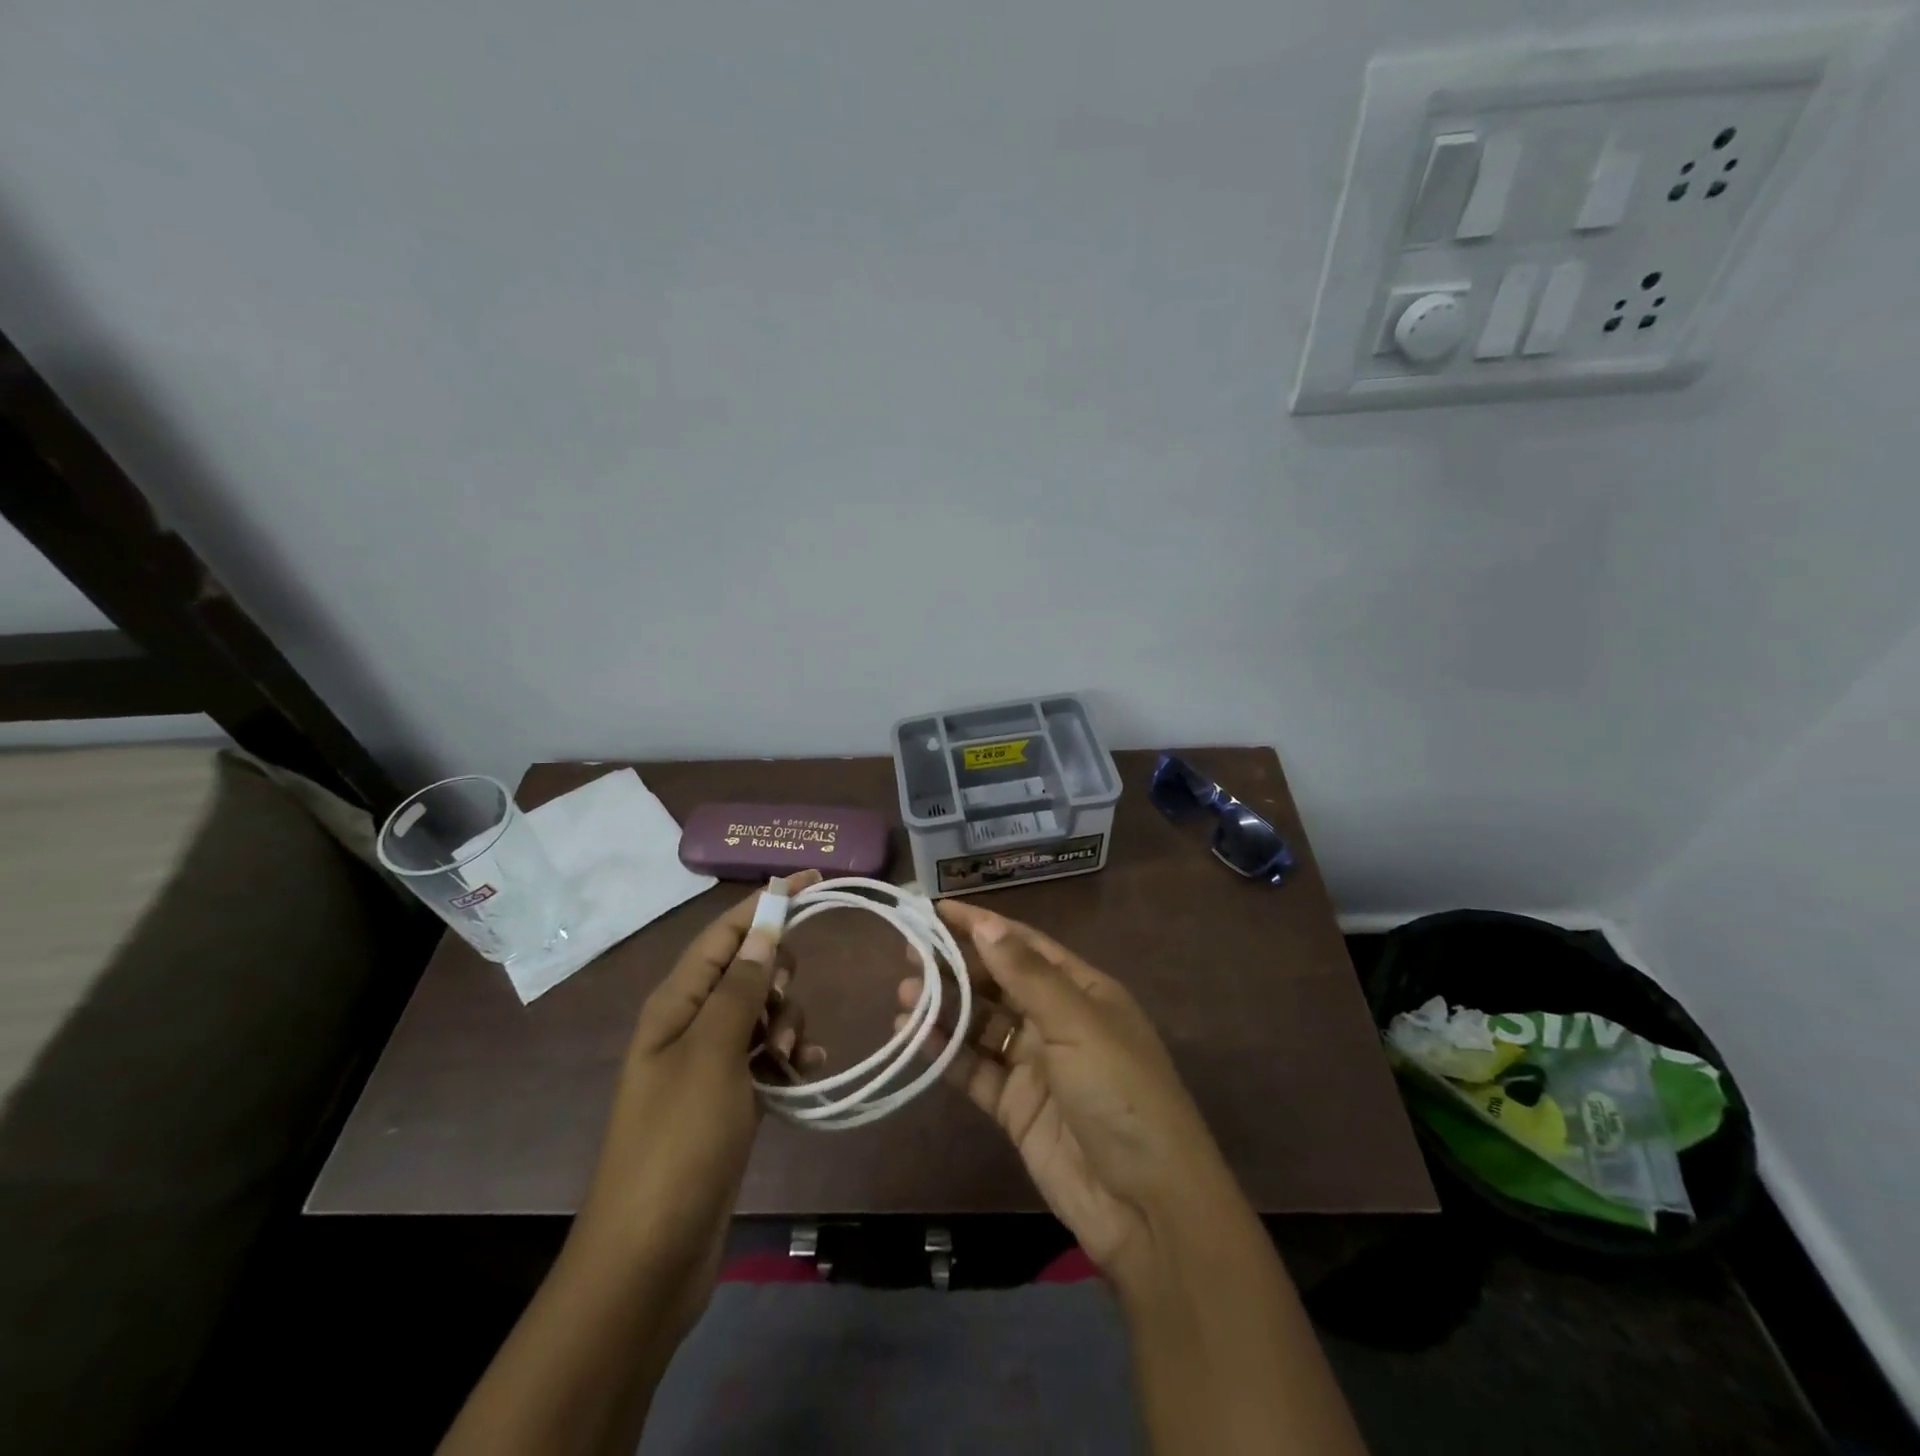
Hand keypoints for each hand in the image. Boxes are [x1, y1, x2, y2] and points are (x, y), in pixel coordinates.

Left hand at [571, 870, 824, 1333]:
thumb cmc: (677, 1144)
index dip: (767, 902)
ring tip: (786, 1059)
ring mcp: (710, 1062)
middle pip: (748, 968)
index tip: (814, 880)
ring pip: (764, 1011)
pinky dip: (789, 1055)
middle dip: (778, 976)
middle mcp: (691, 1023)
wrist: (650, 1257)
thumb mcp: (712, 1055)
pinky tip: (806, 1073)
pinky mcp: (729, 1097)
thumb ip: (741, 987)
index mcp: (676, 1003)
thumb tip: (765, 926)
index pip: (725, 932)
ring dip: (787, 1022)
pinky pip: (768, 1054)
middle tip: (779, 1012)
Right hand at [898, 900, 1240, 1287]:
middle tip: (909, 952)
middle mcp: (1057, 1020)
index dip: (982, 925)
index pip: (1025, 945)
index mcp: (1082, 990)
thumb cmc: (1120, 1094)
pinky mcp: (1016, 1107)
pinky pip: (975, 1069)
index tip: (936, 910)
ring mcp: (1035, 1065)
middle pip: (999, 981)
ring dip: (946, 1007)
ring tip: (903, 992)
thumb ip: (1027, 975)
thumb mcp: (1078, 1024)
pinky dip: (946, 1052)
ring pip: (982, 1024)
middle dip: (957, 965)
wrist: (1146, 1204)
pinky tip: (913, 1036)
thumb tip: (986, 924)